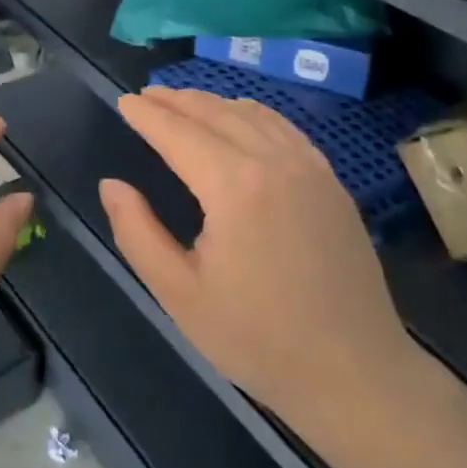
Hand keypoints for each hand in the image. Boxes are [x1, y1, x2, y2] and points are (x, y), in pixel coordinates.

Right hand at [98, 88, 420, 442]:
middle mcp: (274, 160)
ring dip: (213, 102)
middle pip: (216, 113)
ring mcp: (310, 167)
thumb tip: (112, 185)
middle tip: (147, 95)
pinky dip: (253, 113)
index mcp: (233, 185)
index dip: (147, 115)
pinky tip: (242, 119)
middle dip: (177, 101)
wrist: (354, 372)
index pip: (179, 133)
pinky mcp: (332, 182)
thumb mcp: (180, 293)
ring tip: (185, 102)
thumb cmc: (257, 338)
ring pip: (253, 114)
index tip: (124, 101)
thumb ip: (138, 232)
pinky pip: (285, 128)